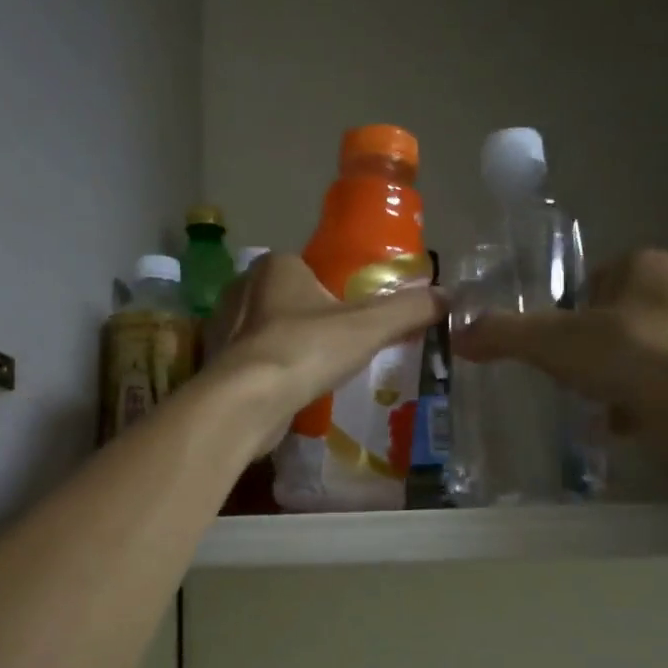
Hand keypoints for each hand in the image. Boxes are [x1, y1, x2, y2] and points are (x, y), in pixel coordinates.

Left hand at [203, 254, 442, 447]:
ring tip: (319, 372)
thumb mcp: (368, 327)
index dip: (335, 290)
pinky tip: (291, 390)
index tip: (355, 317)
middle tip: (341, 347)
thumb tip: (449, 296)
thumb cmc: (306, 350)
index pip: (311, 268)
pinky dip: (272, 372)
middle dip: (312, 321)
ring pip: (270, 332)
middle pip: (290, 300)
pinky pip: (254, 362)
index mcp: (275, 266)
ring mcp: (225, 328)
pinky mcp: (218, 364)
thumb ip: (407, 310)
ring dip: (291, 348)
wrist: (246, 401)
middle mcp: (243, 288)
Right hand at [452, 248, 667, 487]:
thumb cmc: (630, 353)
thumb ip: (504, 334)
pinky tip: (605, 426)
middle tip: (553, 370)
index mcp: (645, 268)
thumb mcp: (552, 340)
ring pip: (630, 358)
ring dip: (605, 378)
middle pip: (611, 319)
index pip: (594, 276)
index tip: (544, 335)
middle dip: (585, 346)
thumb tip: (457, 337)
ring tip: (574, 400)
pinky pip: (649, 393)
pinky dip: (627, 408)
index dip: (566, 304)